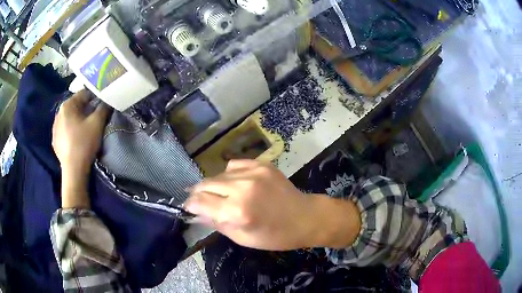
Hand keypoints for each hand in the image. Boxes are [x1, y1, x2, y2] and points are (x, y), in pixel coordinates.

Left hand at [52, 90, 110, 207]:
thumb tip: (107, 101)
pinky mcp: (55, 141)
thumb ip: (103, 108)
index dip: (95, 97)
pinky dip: (71, 130)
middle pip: (75, 106)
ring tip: (85, 129)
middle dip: (85, 109)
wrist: (73, 171)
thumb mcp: (97, 123)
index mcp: (67, 105)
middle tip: (95, 118)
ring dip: (77, 120)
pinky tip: (76, 139)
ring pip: (69, 118)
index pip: (83, 94)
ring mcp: (54, 128)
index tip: (102, 104)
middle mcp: (58, 113)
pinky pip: (64, 130)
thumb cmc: (84, 143)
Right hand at [185, 160, 360, 250]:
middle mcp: (242, 188)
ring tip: (220, 194)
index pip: (200, 202)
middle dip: (198, 193)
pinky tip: (235, 183)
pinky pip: (234, 165)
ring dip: (213, 185)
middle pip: (205, 184)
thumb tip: (195, 212)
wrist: (305, 217)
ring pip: (218, 174)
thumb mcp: (243, 238)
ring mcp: (253, 172)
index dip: (190, 204)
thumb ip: (217, 223)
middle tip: (198, 200)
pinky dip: (229, 174)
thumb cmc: (275, 236)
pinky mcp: (261, 164)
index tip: (188, 208)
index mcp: (237, 211)